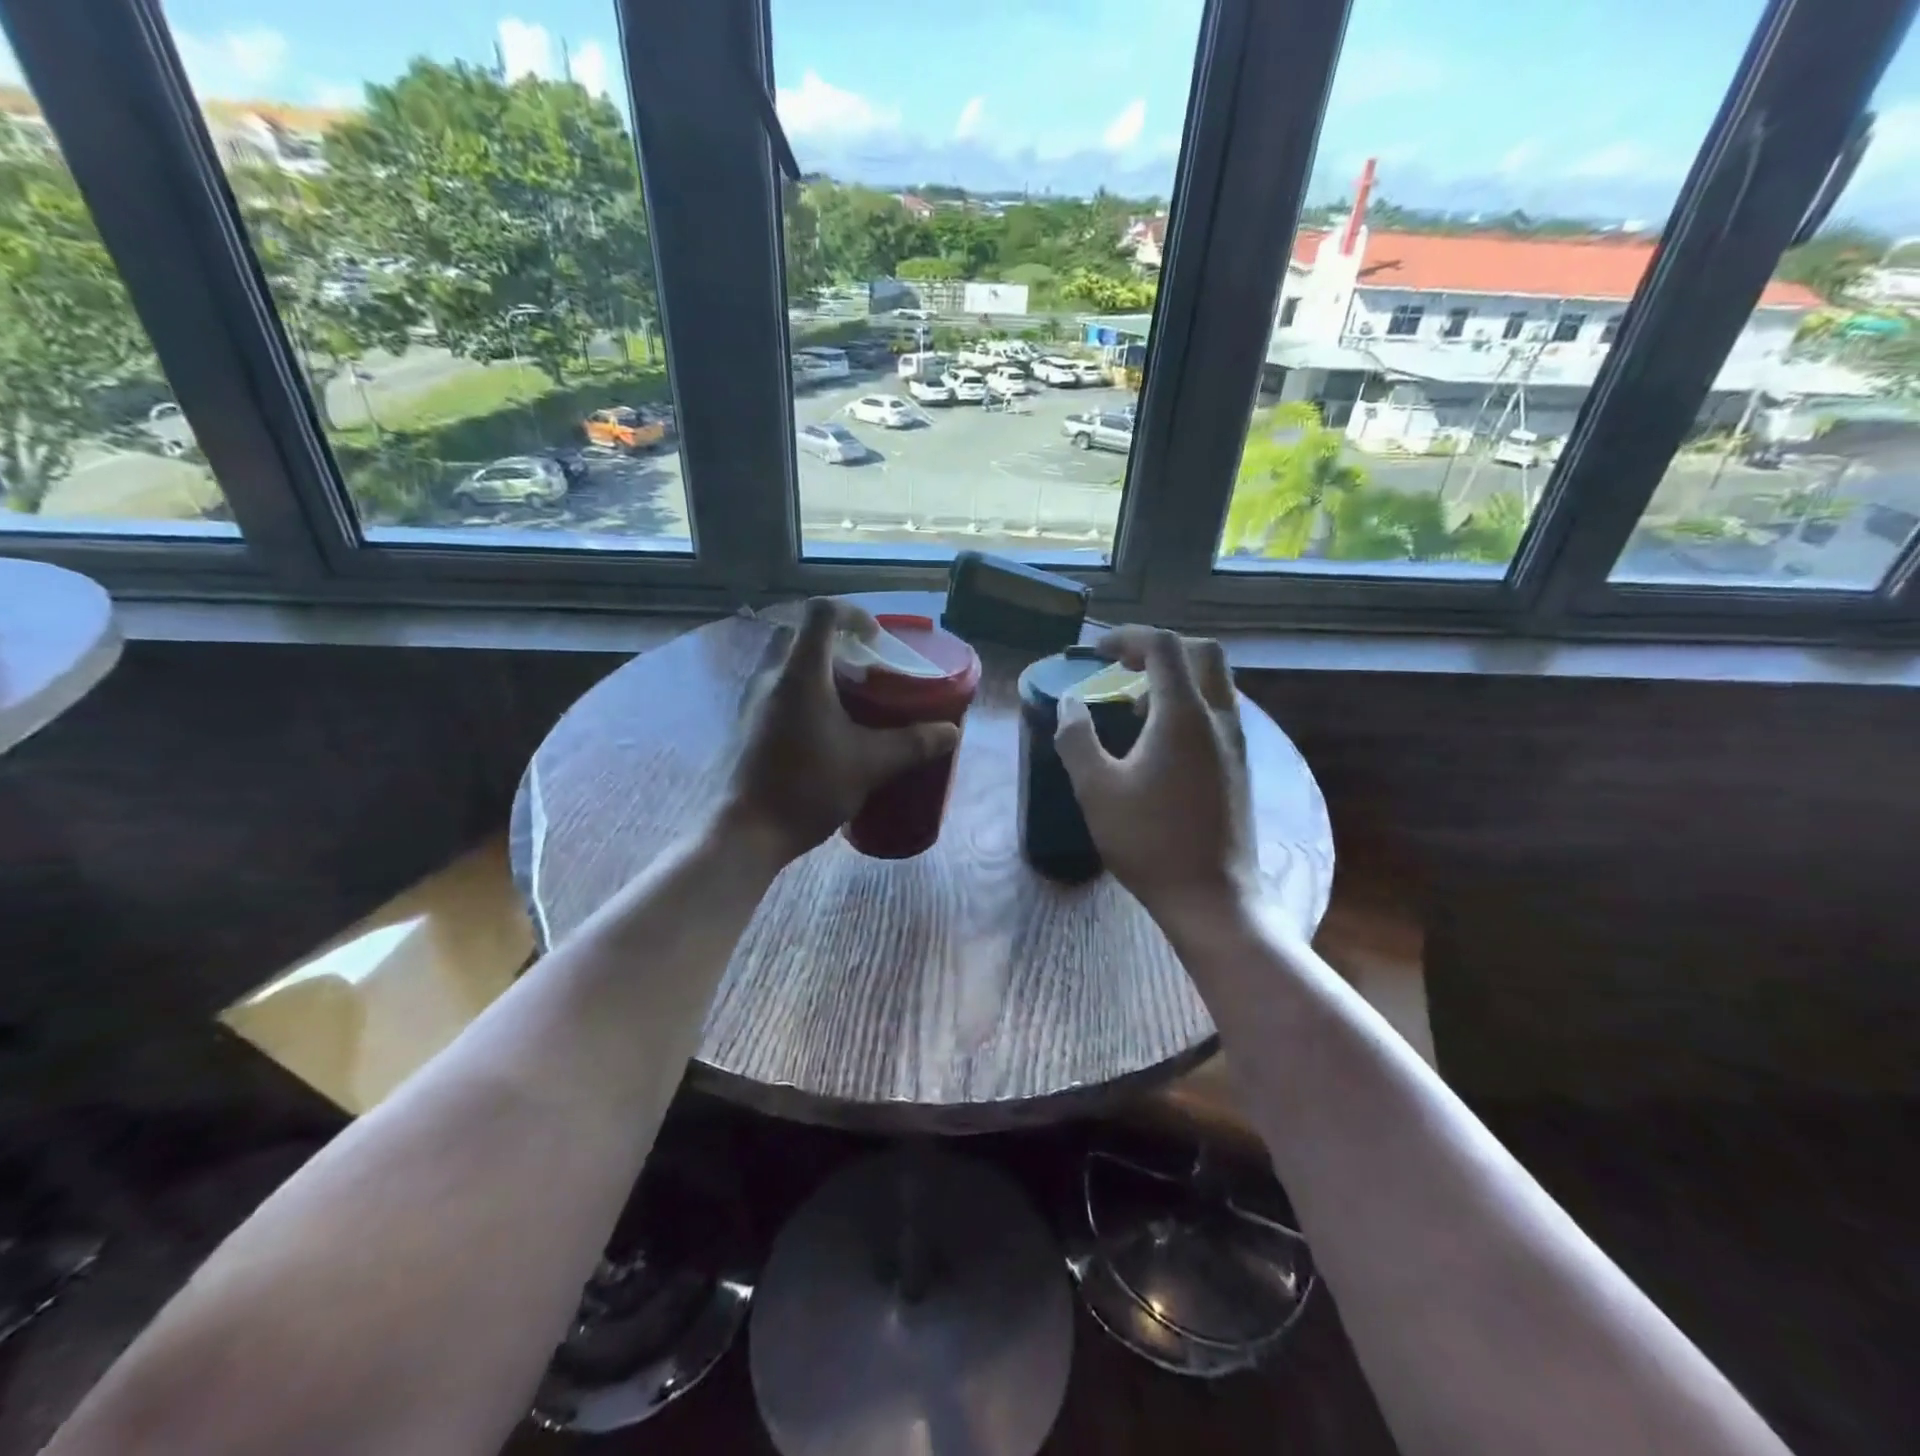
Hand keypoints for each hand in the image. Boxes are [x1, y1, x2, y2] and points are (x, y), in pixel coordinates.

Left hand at [722, 598, 959, 863]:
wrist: (750, 831)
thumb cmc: (808, 787)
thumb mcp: (871, 764)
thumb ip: (913, 743)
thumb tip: (950, 732)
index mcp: (800, 674)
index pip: (821, 612)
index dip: (853, 613)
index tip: (877, 639)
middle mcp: (771, 677)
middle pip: (800, 635)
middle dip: (836, 642)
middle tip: (865, 669)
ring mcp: (753, 701)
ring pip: (787, 663)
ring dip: (819, 669)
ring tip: (851, 700)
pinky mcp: (748, 724)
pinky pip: (778, 690)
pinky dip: (805, 693)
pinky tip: (827, 729)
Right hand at [1054, 628, 1256, 924]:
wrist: (1212, 896)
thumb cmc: (1149, 841)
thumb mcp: (1096, 789)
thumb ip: (1077, 738)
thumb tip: (1071, 704)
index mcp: (1183, 715)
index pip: (1163, 647)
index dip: (1128, 638)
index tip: (1096, 652)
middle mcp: (1218, 718)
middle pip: (1202, 653)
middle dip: (1160, 648)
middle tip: (1123, 665)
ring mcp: (1235, 742)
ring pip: (1215, 682)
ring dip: (1176, 676)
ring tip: (1134, 704)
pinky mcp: (1240, 766)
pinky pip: (1218, 711)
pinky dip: (1189, 703)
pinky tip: (1160, 741)